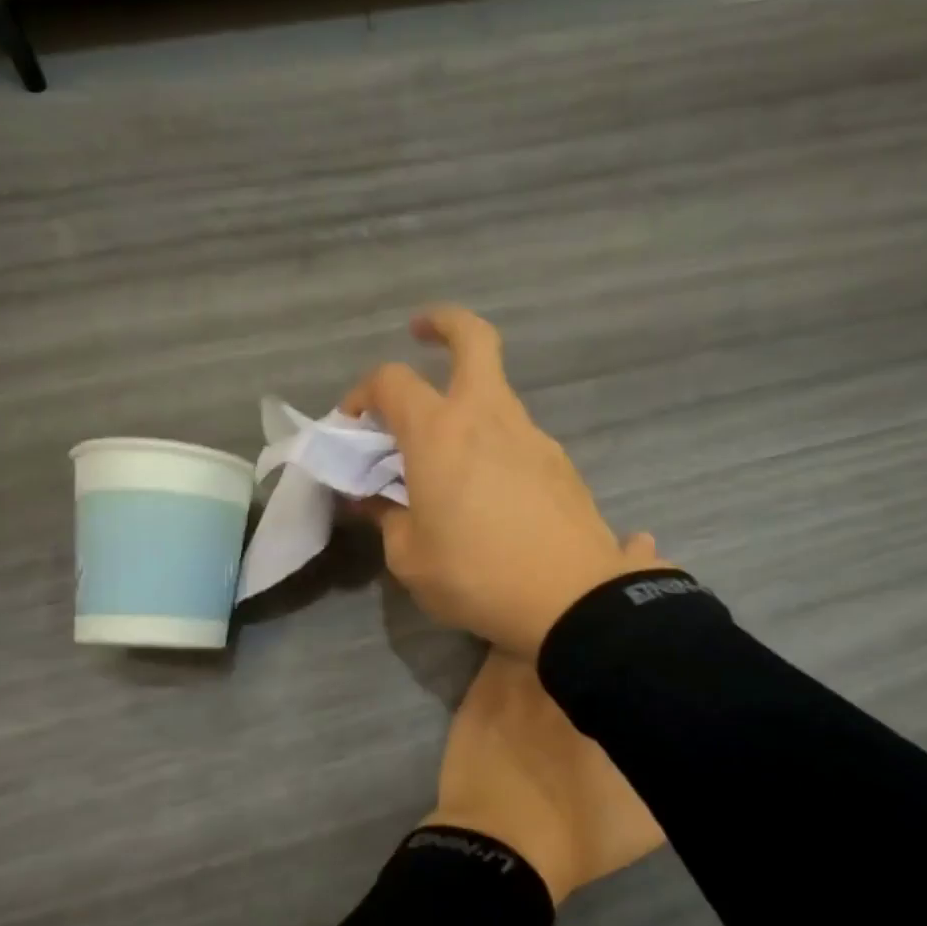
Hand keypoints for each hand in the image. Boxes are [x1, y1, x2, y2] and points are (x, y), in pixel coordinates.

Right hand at [343, 306, 667, 656]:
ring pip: (497, 395)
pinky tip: (492, 495)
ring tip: (449, 459)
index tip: (353, 424)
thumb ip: (387, 519)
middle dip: (444, 324)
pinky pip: (519, 438)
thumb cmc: (477, 576)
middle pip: (473, 340)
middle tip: (421, 334)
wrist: (573, 601)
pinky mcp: (561, 464)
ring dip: (468, 405)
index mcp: (440, 433)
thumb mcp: (410, 558)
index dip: (363, 394)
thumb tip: (373, 500)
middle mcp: (488, 418)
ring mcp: (533, 437)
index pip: (391, 382)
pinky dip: (496, 445)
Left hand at [423, 534, 667, 905]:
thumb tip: (699, 729)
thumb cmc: (582, 828)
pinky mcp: (486, 683)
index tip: (651, 551)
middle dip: (609, 571)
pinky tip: (523, 601)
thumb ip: (671, 758)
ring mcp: (519, 670)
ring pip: (543, 612)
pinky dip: (516, 617)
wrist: (501, 843)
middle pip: (588, 605)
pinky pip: (504, 637)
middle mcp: (564, 666)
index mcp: (609, 688)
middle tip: (629, 543)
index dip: (646, 585)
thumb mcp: (650, 810)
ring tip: (577, 556)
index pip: (632, 621)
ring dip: (561, 586)